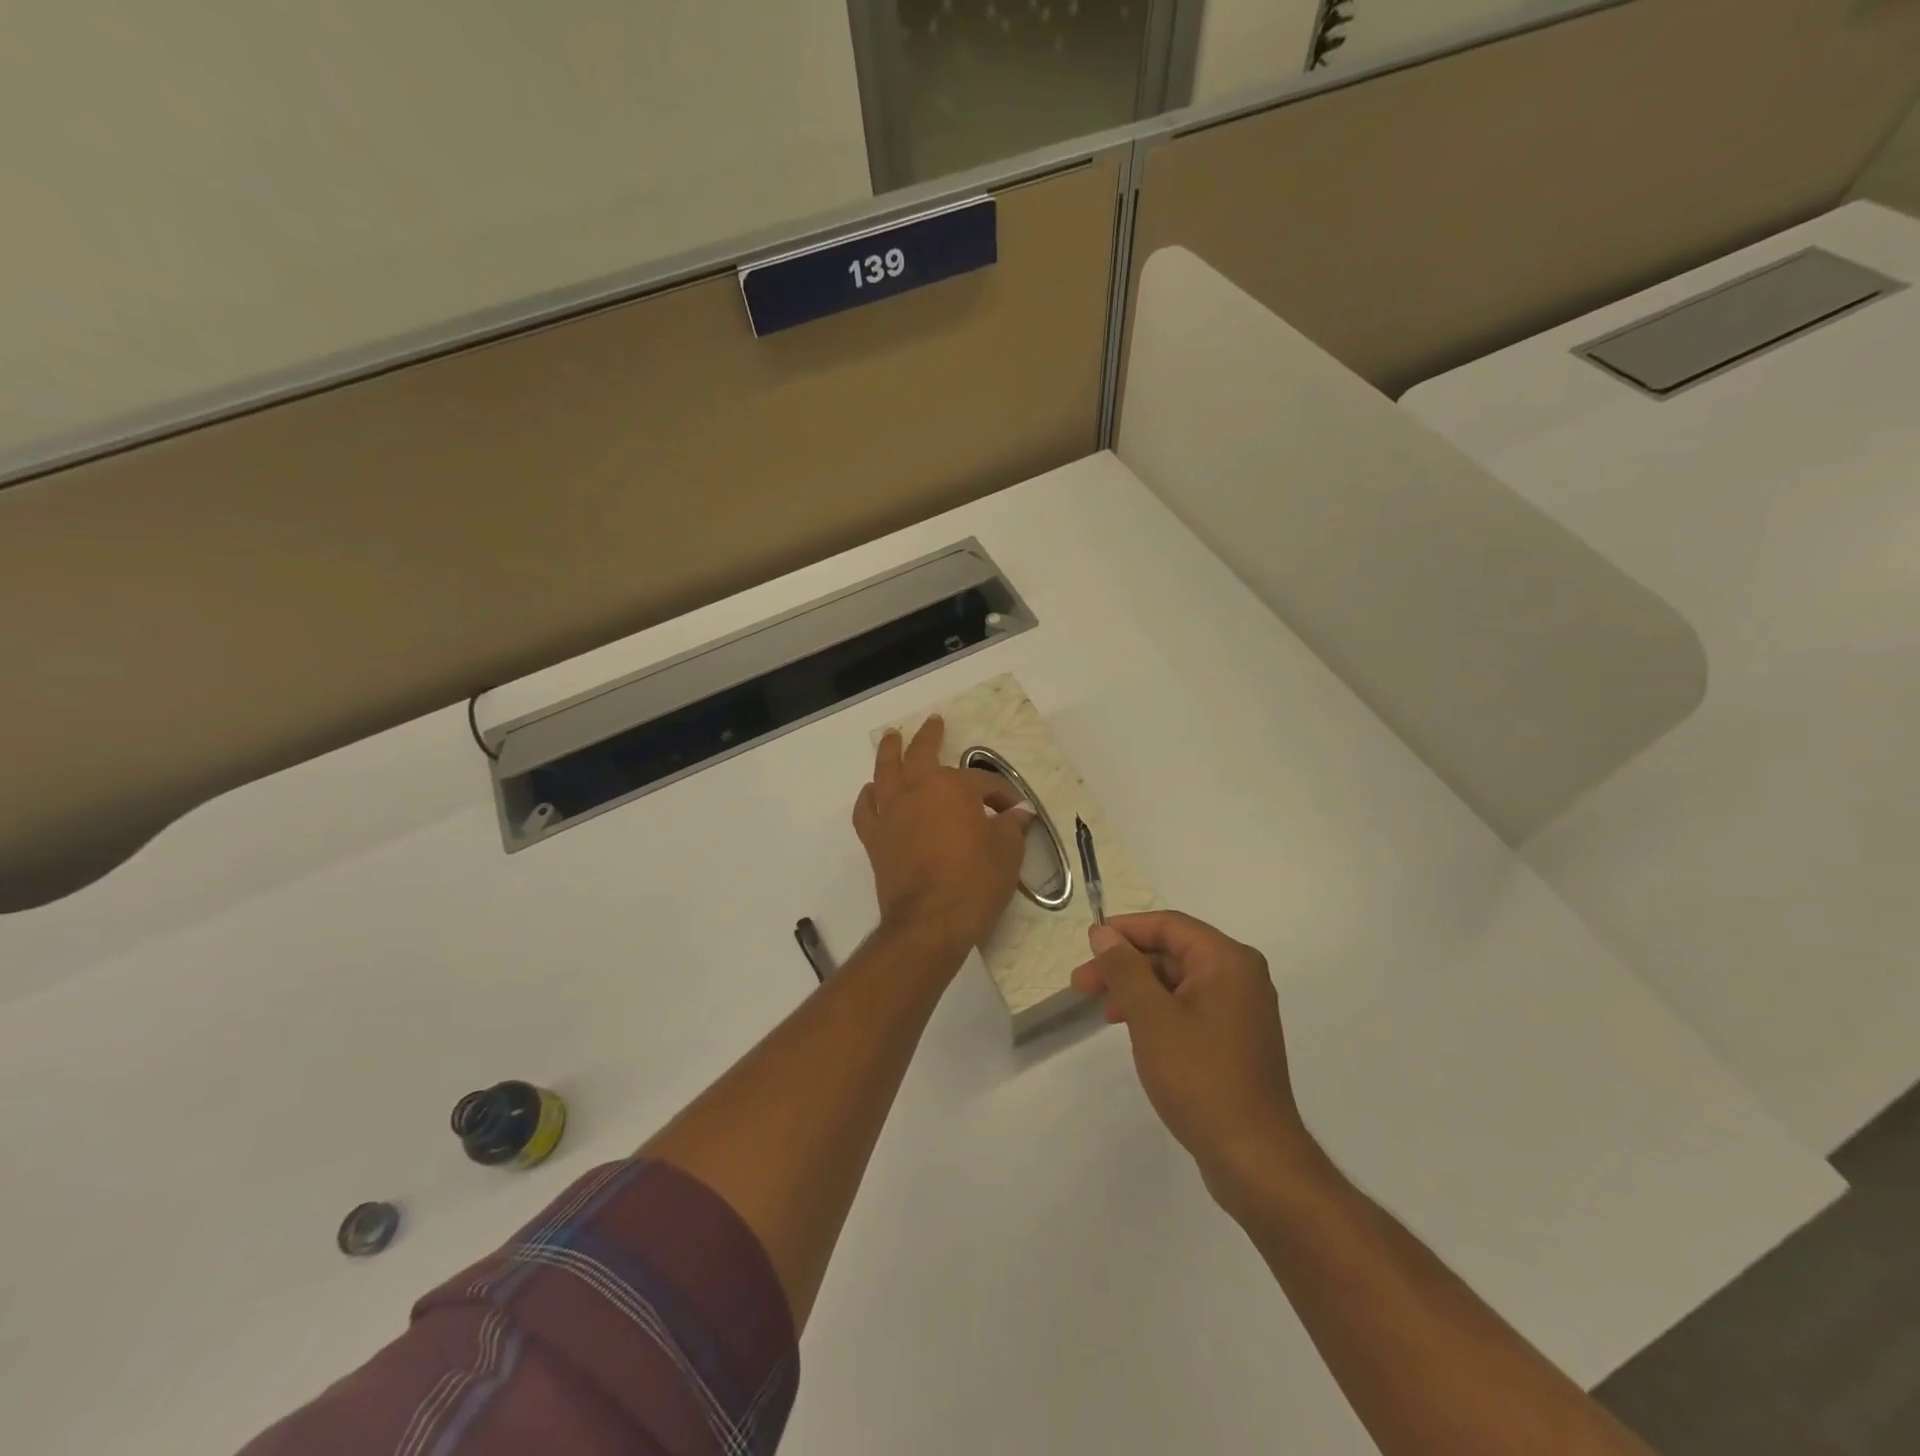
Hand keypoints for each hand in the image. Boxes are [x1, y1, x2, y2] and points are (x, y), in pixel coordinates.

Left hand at [853, 715, 1033, 962]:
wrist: (929, 922)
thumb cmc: (974, 882)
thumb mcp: (1007, 852)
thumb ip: (1011, 826)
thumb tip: (1017, 814)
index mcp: (952, 788)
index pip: (982, 782)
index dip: (1002, 794)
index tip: (1014, 811)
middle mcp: (917, 790)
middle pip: (921, 754)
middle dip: (930, 736)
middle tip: (933, 722)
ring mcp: (891, 813)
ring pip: (886, 772)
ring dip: (890, 752)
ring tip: (892, 738)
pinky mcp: (875, 839)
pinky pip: (866, 810)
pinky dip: (868, 798)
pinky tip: (872, 792)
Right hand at [1071, 911, 1320, 1216]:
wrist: (1253, 1157)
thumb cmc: (1199, 1077)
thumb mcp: (1151, 1017)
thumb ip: (1124, 969)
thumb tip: (1104, 934)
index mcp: (1228, 961)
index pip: (1169, 925)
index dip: (1124, 930)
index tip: (1087, 945)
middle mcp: (1240, 976)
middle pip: (1173, 952)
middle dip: (1125, 965)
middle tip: (1081, 985)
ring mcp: (1241, 1010)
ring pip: (1178, 981)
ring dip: (1137, 989)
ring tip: (1103, 1012)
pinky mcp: (1236, 1040)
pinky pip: (1190, 1007)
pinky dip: (1158, 1011)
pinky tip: (1134, 1030)